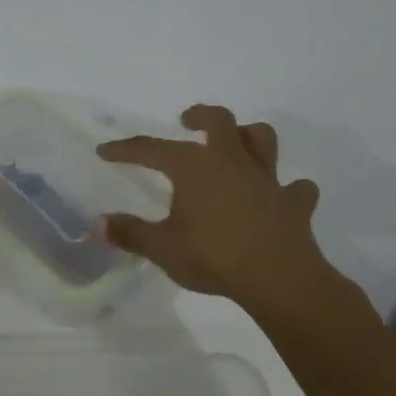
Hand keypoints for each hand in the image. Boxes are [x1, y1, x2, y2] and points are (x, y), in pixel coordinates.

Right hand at [97, 105, 370, 324]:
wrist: (279, 279)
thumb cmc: (214, 258)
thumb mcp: (162, 248)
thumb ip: (131, 233)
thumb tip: (99, 224)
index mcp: (194, 166)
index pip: (151, 149)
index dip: (125, 149)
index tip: (105, 150)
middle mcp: (230, 161)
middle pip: (219, 120)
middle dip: (200, 115)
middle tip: (187, 120)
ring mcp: (266, 179)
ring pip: (263, 140)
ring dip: (248, 136)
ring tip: (236, 145)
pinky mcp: (293, 204)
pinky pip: (297, 189)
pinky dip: (290, 190)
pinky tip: (282, 196)